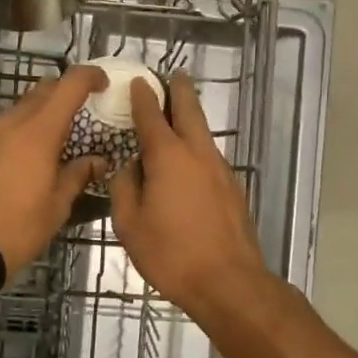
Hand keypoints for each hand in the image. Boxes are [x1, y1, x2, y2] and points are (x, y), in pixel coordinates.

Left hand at [0, 64, 108, 274]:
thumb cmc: (17, 230)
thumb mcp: (56, 207)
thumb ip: (78, 176)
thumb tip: (97, 161)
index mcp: (37, 132)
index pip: (68, 85)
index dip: (89, 76)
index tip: (101, 83)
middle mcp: (6, 124)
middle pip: (39, 93)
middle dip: (61, 95)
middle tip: (77, 114)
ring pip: (12, 114)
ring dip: (32, 119)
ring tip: (43, 146)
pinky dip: (6, 140)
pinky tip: (8, 166)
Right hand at [110, 72, 272, 322]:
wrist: (228, 282)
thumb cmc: (170, 254)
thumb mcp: (129, 224)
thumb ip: (124, 188)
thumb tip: (128, 169)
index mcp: (168, 156)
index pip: (151, 115)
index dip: (143, 96)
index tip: (138, 81)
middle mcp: (197, 154)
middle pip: (189, 111)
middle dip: (179, 90)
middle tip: (172, 76)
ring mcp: (220, 170)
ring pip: (204, 133)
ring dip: (190, 118)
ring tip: (177, 114)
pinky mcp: (232, 189)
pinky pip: (210, 156)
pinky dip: (197, 147)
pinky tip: (187, 161)